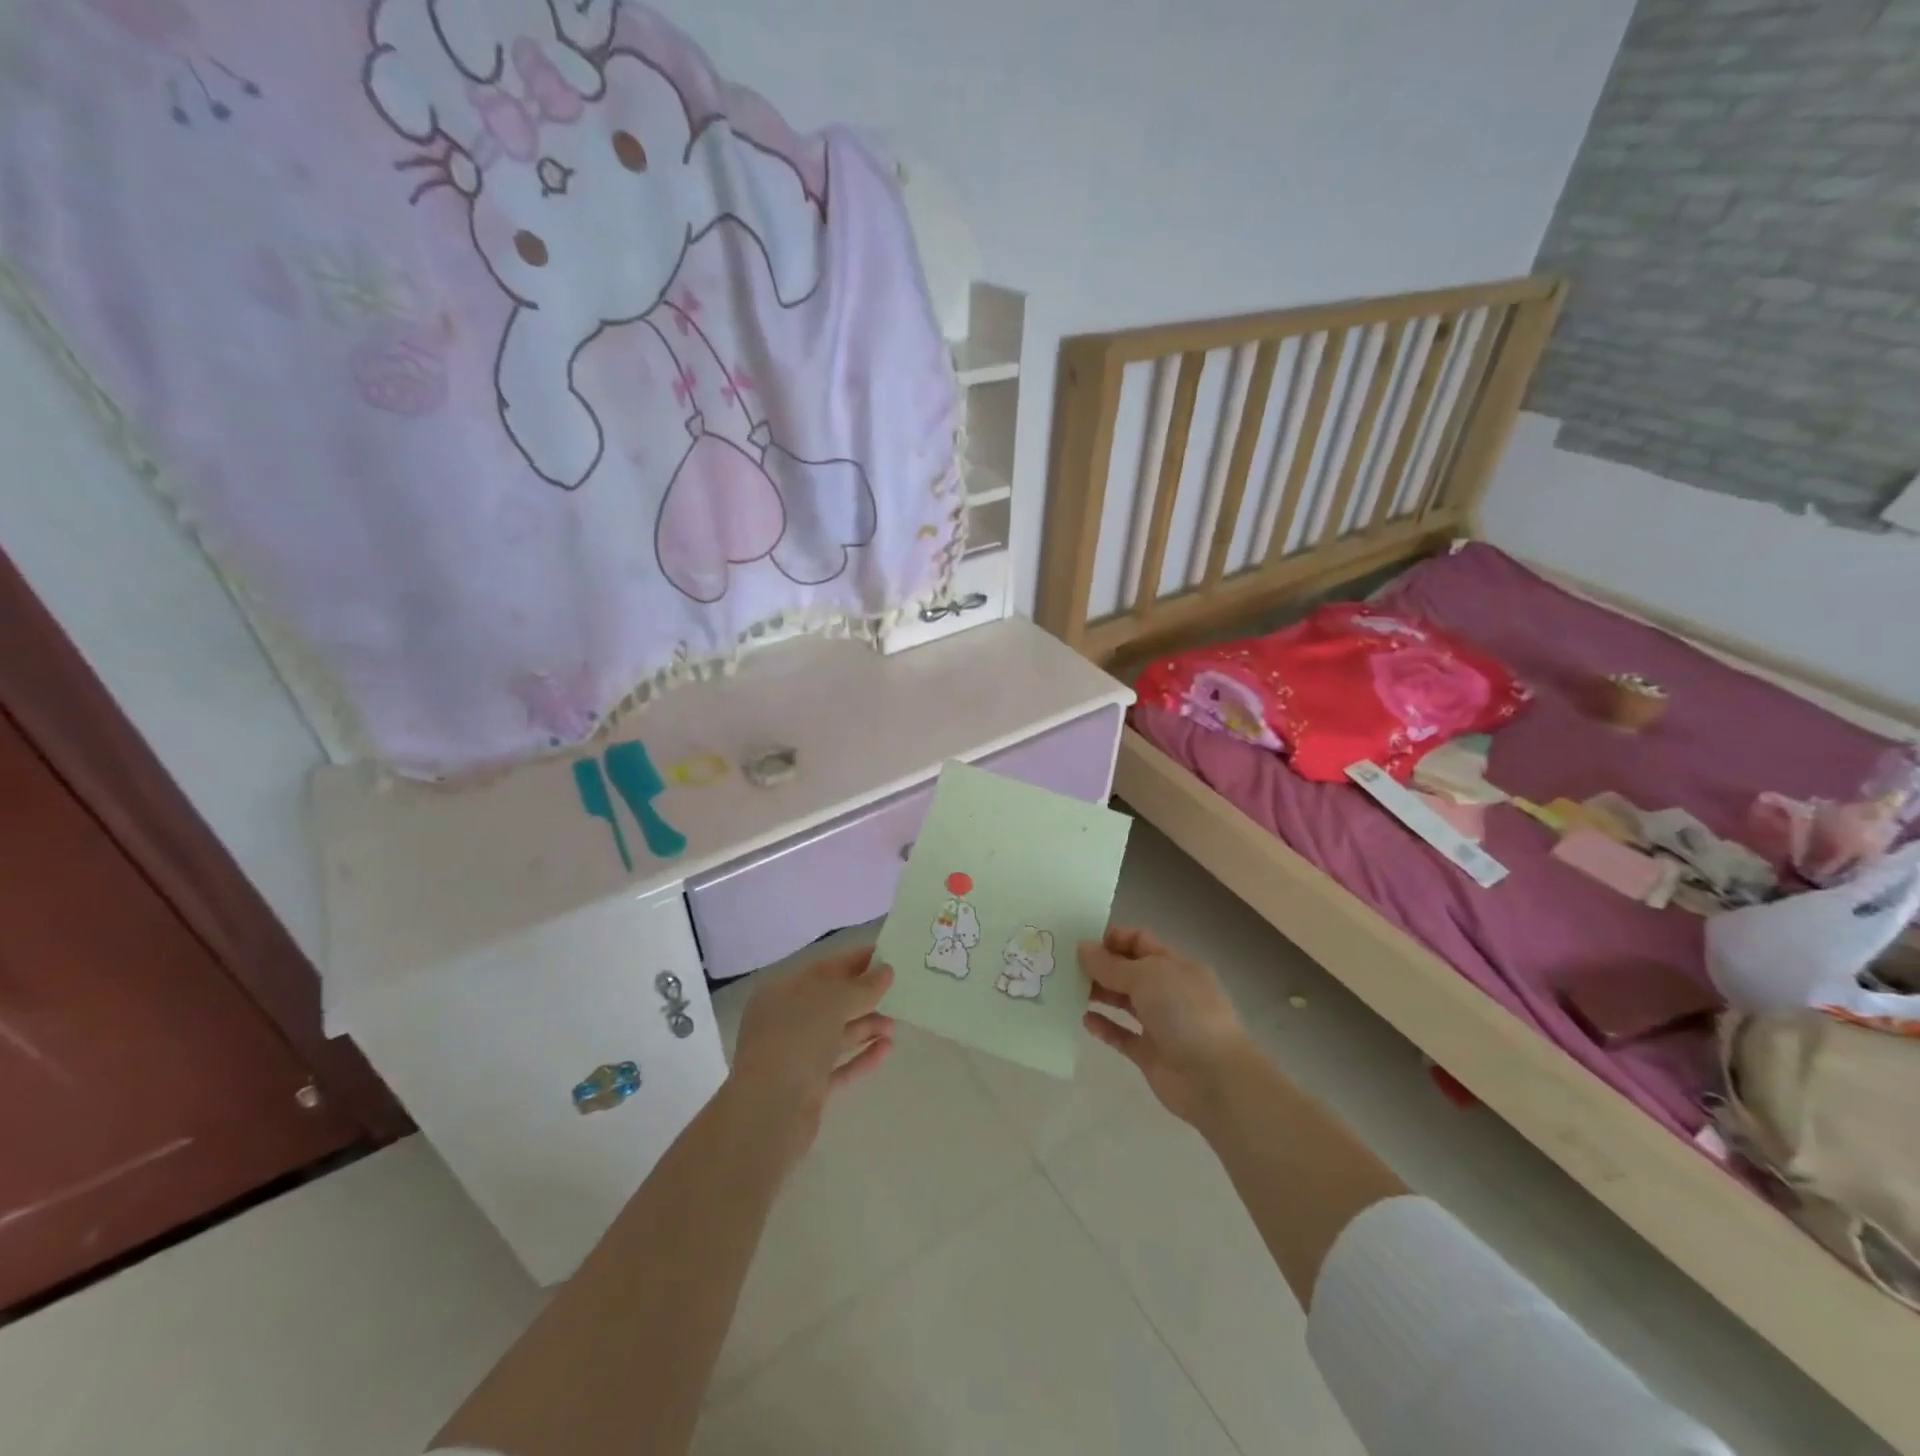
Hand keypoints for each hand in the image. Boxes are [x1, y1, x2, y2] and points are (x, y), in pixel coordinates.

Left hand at [729, 946, 895, 1167]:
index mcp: (782, 992)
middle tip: (898, 991)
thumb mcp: (833, 1001)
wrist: (770, 1113)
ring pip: (836, 1035)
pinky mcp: (806, 1088)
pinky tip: (887, 1049)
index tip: (886, 956)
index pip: (823, 969)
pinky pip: (839, 1066)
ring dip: (866, 1027)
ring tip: (895, 1025)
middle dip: (863, 997)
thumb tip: (885, 971)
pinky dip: (862, 1056)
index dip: (854, 961)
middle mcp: (784, 1021)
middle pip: (830, 1002)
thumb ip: (862, 986)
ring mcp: (794, 1056)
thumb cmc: (797, 1040)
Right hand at [1080, 927, 1260, 1128]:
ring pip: (1124, 1002)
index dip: (1112, 939)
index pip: (1140, 941)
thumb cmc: (1185, 1013)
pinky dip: (1104, 1027)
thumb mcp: (1147, 977)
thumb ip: (1111, 964)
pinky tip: (1084, 1020)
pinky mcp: (1150, 1054)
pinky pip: (1122, 1035)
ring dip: (1099, 994)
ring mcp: (1160, 1023)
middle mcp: (1168, 991)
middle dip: (1100, 966)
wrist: (1214, 1079)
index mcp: (1175, 965)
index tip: (1082, 943)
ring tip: (1069, 990)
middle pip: (1129, 971)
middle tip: (1066, 966)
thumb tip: (1083, 948)